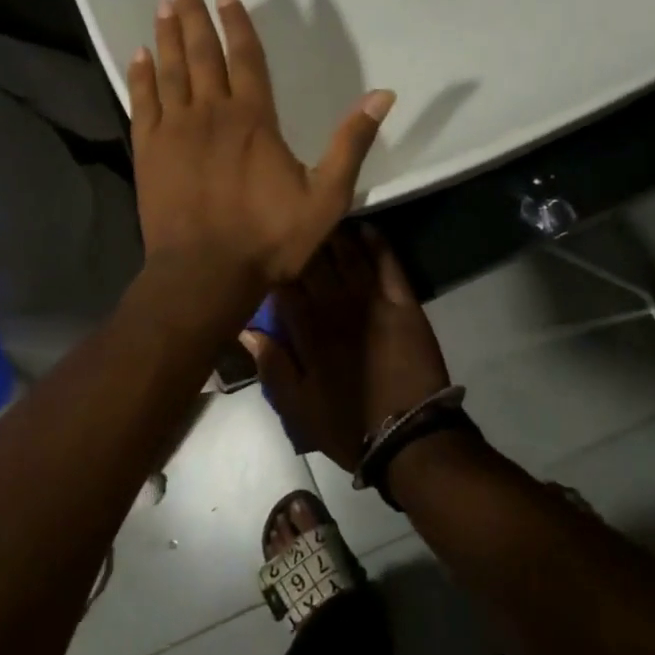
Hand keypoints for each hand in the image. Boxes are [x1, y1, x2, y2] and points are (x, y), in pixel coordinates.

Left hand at [128, 0, 394, 298]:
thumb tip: (383, 95)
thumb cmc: (268, 238)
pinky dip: (140, 76)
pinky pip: (142, 103)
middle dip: (193, 15)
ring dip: (166, 36)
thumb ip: (350, 143)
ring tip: (163, 4)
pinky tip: (137, 55)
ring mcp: (175, 130)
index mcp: (253, 118)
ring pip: (170, 71)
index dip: (236, 22)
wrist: (204, 275)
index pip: (245, 57)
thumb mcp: (326, 197)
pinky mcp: (149, 151)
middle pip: (201, 53)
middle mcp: (211, 112)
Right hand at [245, 227, 450, 472]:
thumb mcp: (296, 408)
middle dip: (304, 240)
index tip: (268, 248)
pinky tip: (366, 228)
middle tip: (295, 221)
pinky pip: (387, 262)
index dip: (276, 263)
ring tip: (325, 217)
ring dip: (336, 234)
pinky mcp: (402, 302)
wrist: (409, 437)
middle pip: (315, 261)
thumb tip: (246, 327)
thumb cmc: (347, 426)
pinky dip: (376, 242)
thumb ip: (271, 365)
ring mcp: (371, 300)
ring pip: (348, 255)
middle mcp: (335, 306)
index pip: (285, 284)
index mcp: (307, 331)